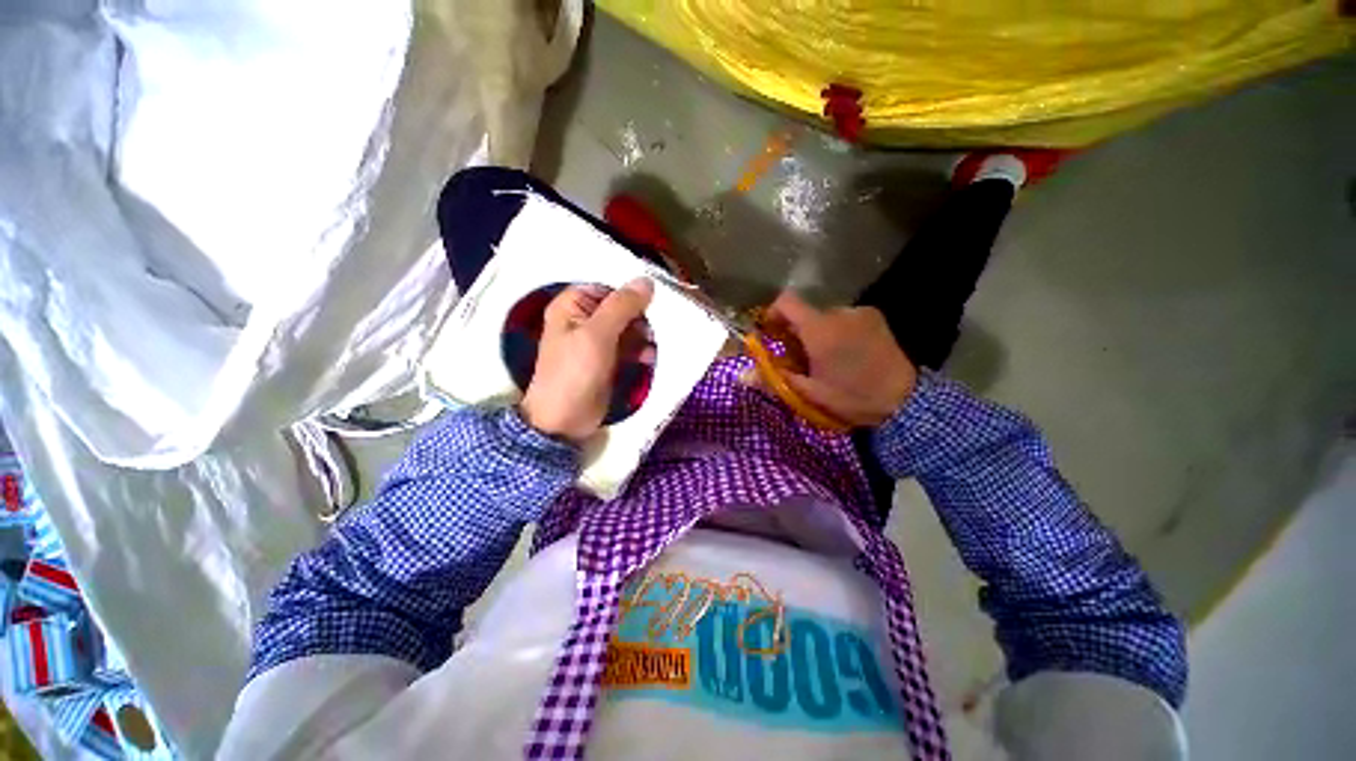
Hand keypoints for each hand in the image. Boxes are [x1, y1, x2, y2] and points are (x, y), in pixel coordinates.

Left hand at [520, 278, 654, 442]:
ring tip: (654, 346)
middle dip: (641, 316)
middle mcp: (585, 319)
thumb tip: (646, 280)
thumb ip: (621, 306)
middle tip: (657, 326)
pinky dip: (641, 350)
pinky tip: (650, 358)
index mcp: (573, 305)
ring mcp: (598, 341)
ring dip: (644, 335)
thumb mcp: (597, 335)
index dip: (631, 291)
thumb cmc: (575, 373)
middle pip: (621, 307)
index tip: (655, 298)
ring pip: (629, 327)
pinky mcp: (609, 360)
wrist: (565, 421)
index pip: (608, 286)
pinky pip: (630, 347)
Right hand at [761, 291, 916, 426]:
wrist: (905, 401)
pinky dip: (838, 331)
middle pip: (806, 313)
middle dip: (797, 332)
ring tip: (827, 359)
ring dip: (819, 332)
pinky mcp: (875, 317)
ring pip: (826, 317)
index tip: (770, 331)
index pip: (787, 301)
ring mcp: (860, 313)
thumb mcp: (809, 393)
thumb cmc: (852, 397)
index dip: (772, 312)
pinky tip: (847, 354)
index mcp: (820, 329)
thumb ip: (775, 379)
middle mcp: (839, 313)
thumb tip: (741, 375)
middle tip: (800, 358)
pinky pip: (845, 318)